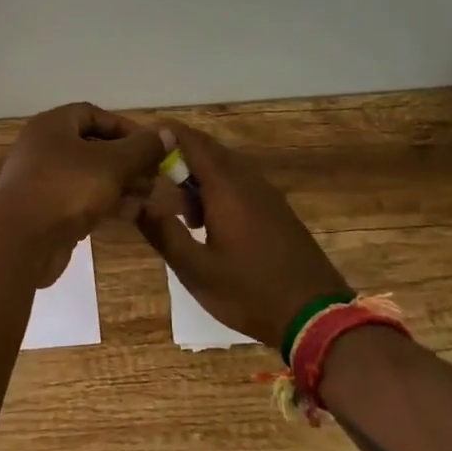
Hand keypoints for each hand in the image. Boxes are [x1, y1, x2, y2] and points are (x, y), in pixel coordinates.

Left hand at [0, 103, 164, 285]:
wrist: (21, 240)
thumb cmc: (67, 188)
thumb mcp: (112, 163)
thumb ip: (142, 148)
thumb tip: (166, 133)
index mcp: (53, 126)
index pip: (92, 114)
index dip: (124, 127)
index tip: (151, 146)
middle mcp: (44, 149)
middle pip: (93, 147)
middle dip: (127, 161)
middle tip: (155, 176)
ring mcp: (43, 182)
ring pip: (90, 177)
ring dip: (121, 185)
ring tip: (150, 197)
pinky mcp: (47, 212)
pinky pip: (81, 201)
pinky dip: (106, 204)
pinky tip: (132, 214)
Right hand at [137, 121, 351, 350]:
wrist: (316, 316)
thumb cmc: (250, 292)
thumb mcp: (196, 270)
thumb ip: (163, 232)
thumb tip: (135, 202)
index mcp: (227, 188)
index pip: (191, 142)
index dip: (164, 134)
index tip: (138, 138)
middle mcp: (248, 181)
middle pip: (208, 150)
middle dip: (176, 154)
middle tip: (147, 172)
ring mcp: (266, 195)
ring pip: (225, 167)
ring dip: (196, 174)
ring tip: (172, 202)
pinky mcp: (276, 211)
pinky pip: (239, 183)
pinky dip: (215, 188)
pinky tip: (204, 219)